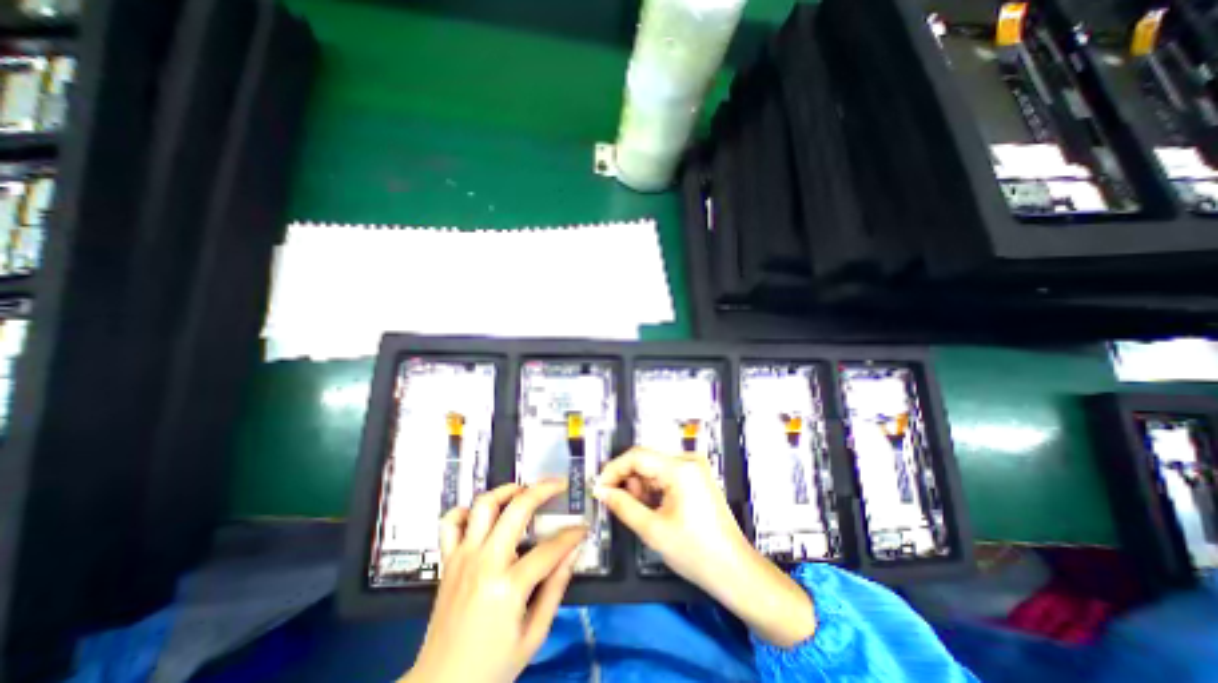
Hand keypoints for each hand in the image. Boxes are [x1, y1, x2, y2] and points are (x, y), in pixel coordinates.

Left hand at [404, 481, 586, 681]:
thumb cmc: (491, 668)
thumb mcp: (534, 636)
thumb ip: (555, 589)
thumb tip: (572, 553)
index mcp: (508, 587)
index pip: (549, 548)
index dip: (572, 535)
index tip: (583, 527)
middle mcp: (484, 563)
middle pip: (517, 509)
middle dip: (543, 490)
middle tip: (559, 485)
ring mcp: (463, 558)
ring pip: (484, 505)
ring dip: (506, 491)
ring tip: (523, 491)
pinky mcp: (448, 561)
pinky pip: (451, 522)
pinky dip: (467, 511)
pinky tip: (483, 515)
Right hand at [594, 447, 810, 646]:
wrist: (735, 572)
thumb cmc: (695, 552)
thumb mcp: (653, 530)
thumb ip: (623, 505)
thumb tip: (601, 491)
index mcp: (680, 468)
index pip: (637, 455)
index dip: (614, 469)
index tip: (599, 488)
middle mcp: (688, 460)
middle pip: (646, 460)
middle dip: (628, 480)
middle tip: (619, 504)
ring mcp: (695, 468)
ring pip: (654, 468)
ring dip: (641, 487)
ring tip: (640, 512)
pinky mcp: (697, 478)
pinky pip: (666, 475)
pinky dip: (654, 489)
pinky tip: (654, 509)